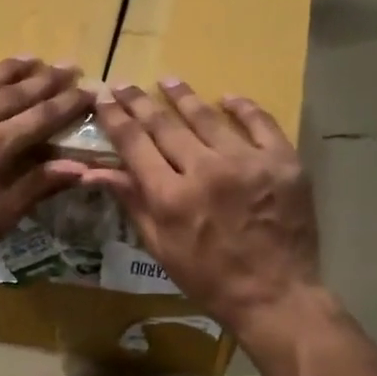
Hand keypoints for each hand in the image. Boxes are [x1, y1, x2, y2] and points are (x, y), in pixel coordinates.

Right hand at [74, 79, 322, 338]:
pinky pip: (260, 123)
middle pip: (164, 124)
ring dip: (183, 96)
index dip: (116, 118)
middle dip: (140, 102)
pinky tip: (227, 98)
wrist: (275, 294)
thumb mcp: (161, 247)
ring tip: (168, 81)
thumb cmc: (209, 279)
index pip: (134, 144)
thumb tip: (94, 171)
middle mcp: (205, 170)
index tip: (103, 99)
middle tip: (125, 84)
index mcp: (170, 196)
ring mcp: (247, 162)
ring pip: (207, 118)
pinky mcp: (282, 162)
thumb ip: (132, 202)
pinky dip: (242, 108)